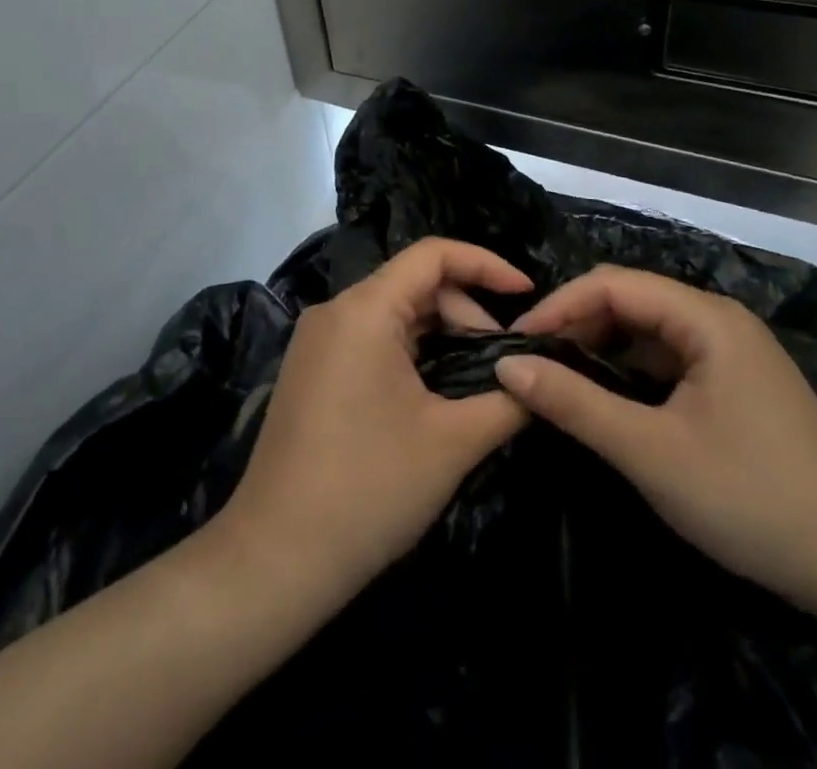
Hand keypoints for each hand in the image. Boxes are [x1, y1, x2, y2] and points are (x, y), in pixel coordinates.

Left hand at [216, 238, 533, 596]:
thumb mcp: (453, 442)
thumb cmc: (369, 489)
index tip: (526, 292)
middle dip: (466, 312)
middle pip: (415, 283)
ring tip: (476, 381)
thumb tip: (541, 378)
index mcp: (364, 309)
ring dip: (441, 334)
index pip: (433, 254)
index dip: (486, 264)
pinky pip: (371, 339)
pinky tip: (434, 392)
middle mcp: (335, 311)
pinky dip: (412, 351)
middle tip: (502, 362)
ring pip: (394, 313)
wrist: (274, 561)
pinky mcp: (311, 371)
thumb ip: (508, 400)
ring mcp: (317, 342)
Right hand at [494, 266, 816, 600]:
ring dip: (601, 350)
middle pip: (631, 301)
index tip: (516, 342)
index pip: (613, 285)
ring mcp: (731, 351)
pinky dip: (630, 373)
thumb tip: (509, 366)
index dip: (559, 305)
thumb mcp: (652, 452)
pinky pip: (669, 359)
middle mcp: (718, 320)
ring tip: (557, 380)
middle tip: (530, 364)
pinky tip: (607, 400)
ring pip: (648, 332)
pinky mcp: (735, 383)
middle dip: (577, 326)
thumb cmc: (752, 498)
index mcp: (706, 317)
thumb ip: (576, 404)